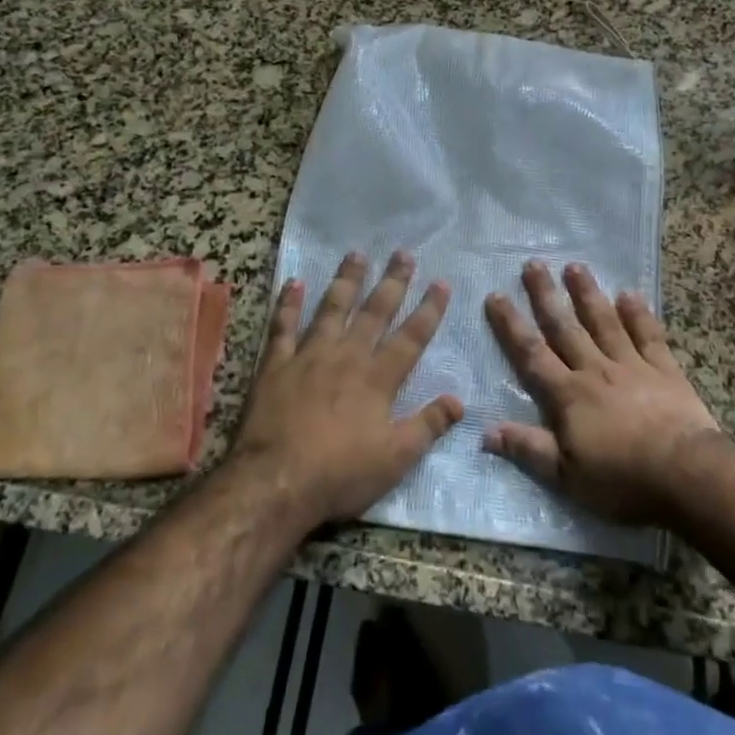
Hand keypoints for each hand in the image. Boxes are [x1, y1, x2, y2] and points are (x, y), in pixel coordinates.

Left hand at [231, 250, 462, 526]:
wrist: (275, 481)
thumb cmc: (340, 474)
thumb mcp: (395, 459)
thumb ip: (427, 425)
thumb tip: (459, 400)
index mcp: (377, 378)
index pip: (411, 337)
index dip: (429, 310)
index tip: (441, 282)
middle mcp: (347, 356)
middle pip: (374, 312)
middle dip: (392, 282)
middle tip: (403, 253)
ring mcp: (309, 356)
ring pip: (332, 308)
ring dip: (346, 280)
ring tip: (356, 254)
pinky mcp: (276, 364)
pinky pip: (283, 326)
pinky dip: (288, 304)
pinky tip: (294, 282)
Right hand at [484, 261, 721, 525]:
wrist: (686, 473)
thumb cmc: (622, 479)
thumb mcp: (566, 476)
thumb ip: (528, 449)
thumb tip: (484, 431)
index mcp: (568, 395)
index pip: (532, 354)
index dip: (511, 325)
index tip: (496, 296)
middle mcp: (595, 370)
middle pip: (565, 328)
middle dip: (546, 296)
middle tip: (533, 264)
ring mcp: (632, 366)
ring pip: (604, 322)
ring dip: (588, 294)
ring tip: (575, 266)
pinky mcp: (665, 370)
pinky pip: (648, 335)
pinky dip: (639, 314)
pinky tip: (630, 294)